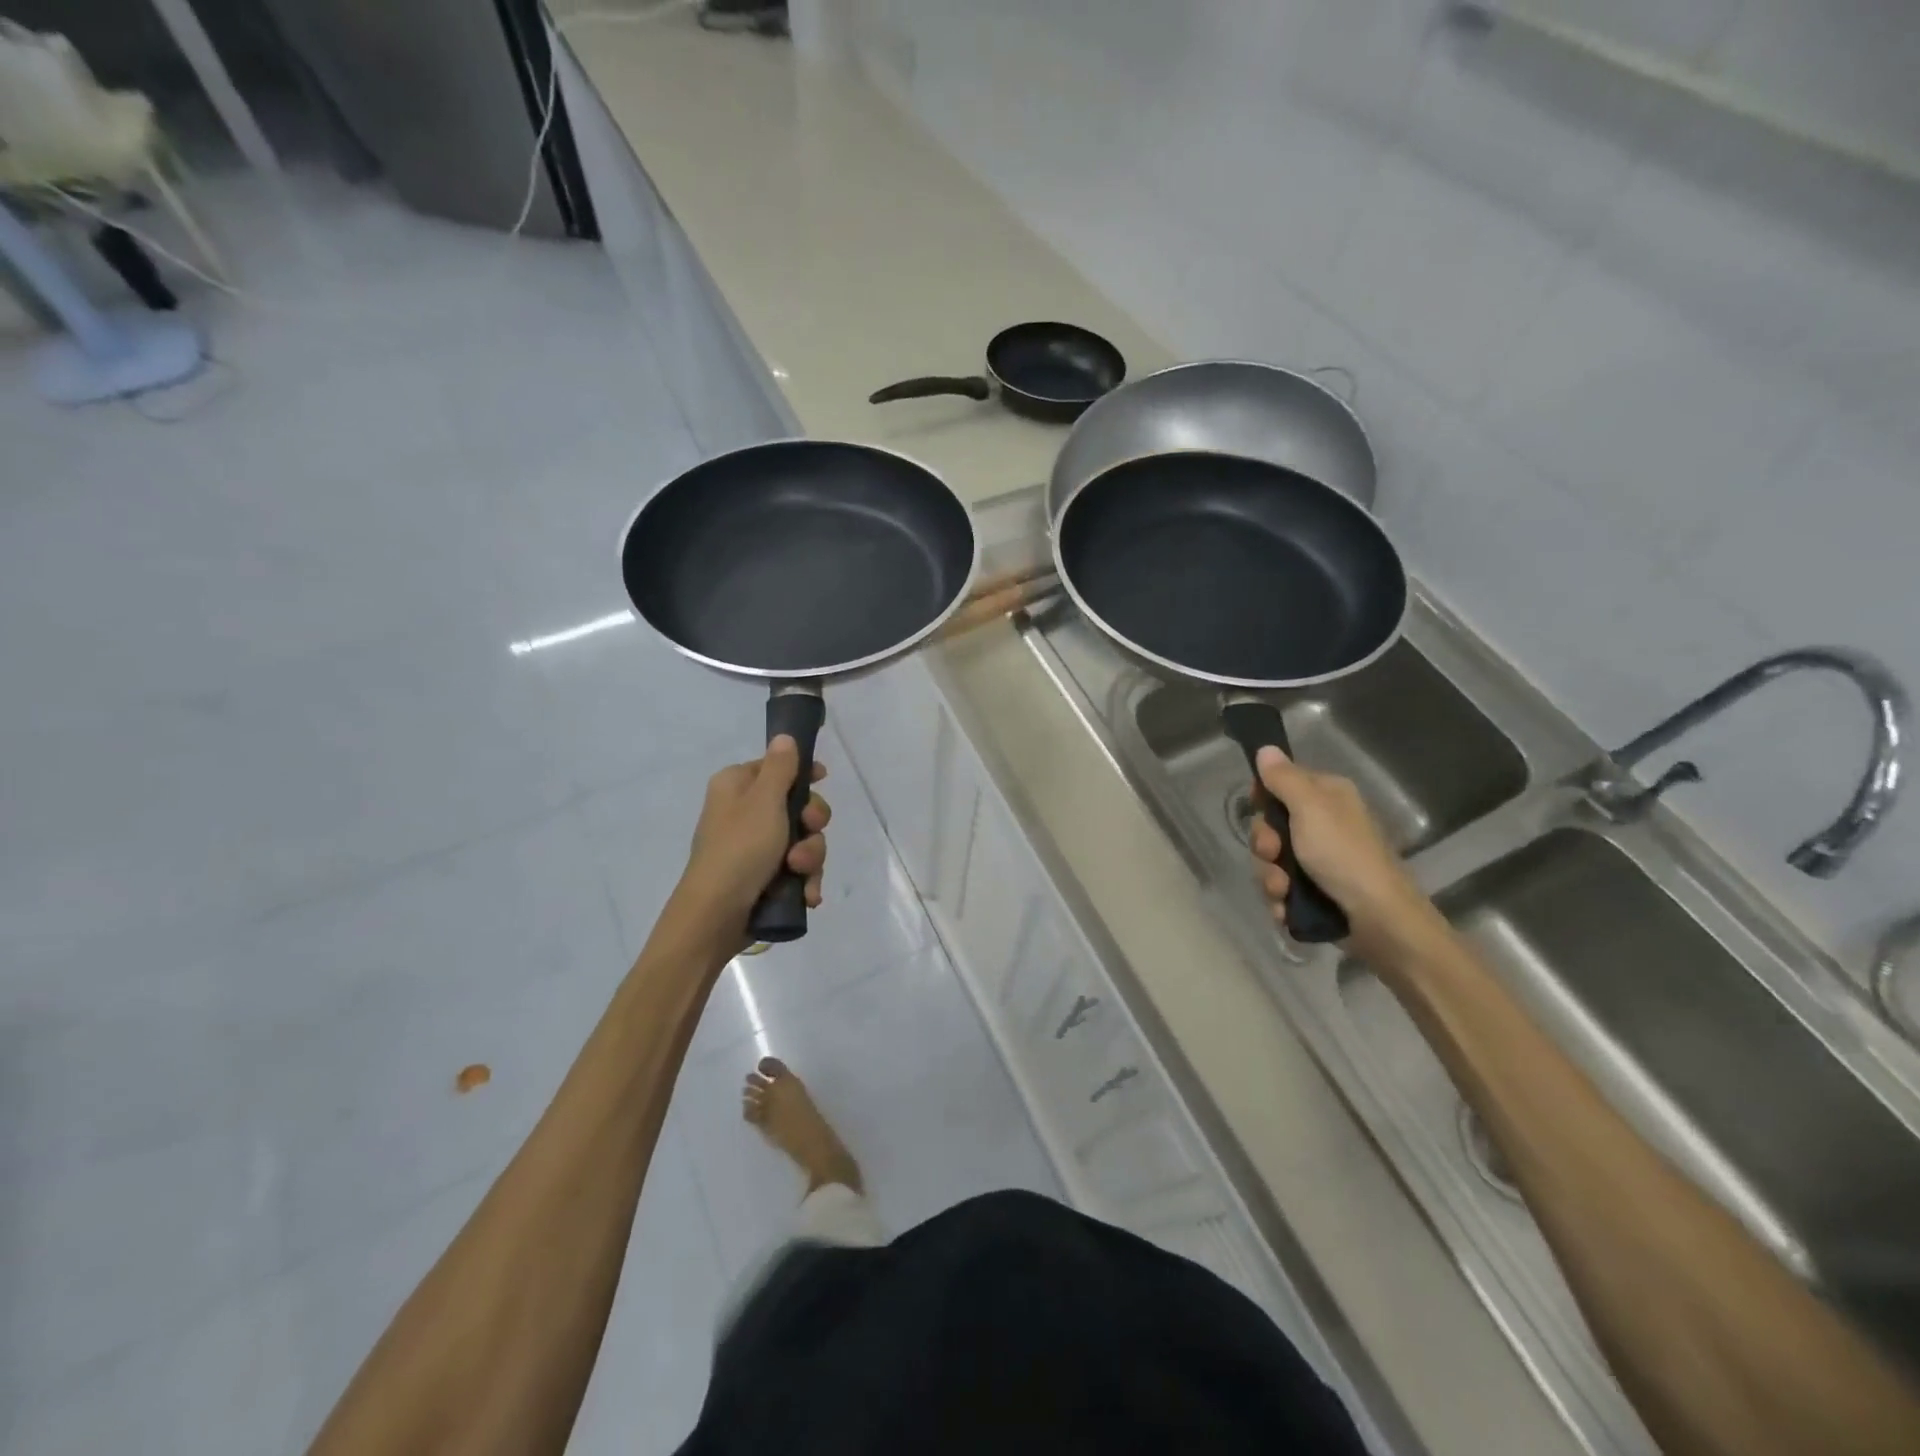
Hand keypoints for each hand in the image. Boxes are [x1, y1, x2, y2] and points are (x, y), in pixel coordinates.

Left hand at [674, 736, 830, 936]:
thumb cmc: (740, 849)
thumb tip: (784, 736)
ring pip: (803, 841)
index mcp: (737, 786)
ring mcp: (754, 848)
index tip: (823, 779)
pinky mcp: (763, 878)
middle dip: (811, 826)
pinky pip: (797, 870)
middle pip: (797, 806)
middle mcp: (744, 813)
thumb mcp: (764, 800)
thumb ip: (780, 767)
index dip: (803, 773)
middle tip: (807, 833)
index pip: (776, 767)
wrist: (716, 916)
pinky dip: (804, 881)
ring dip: (809, 858)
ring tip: (799, 874)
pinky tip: (806, 895)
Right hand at [1248, 745, 1445, 960]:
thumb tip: (1266, 748)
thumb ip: (1284, 779)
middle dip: (1264, 846)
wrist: (1379, 920)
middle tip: (1274, 855)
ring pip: (1272, 861)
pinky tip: (1287, 908)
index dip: (1263, 799)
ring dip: (1270, 878)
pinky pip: (1281, 888)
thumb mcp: (1311, 809)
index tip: (1259, 811)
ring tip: (1284, 891)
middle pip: (1270, 826)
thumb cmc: (1344, 856)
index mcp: (1326, 797)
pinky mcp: (1317, 891)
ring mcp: (1319, 860)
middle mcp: (1323, 823)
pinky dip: (1281, 899)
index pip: (1280, 784)